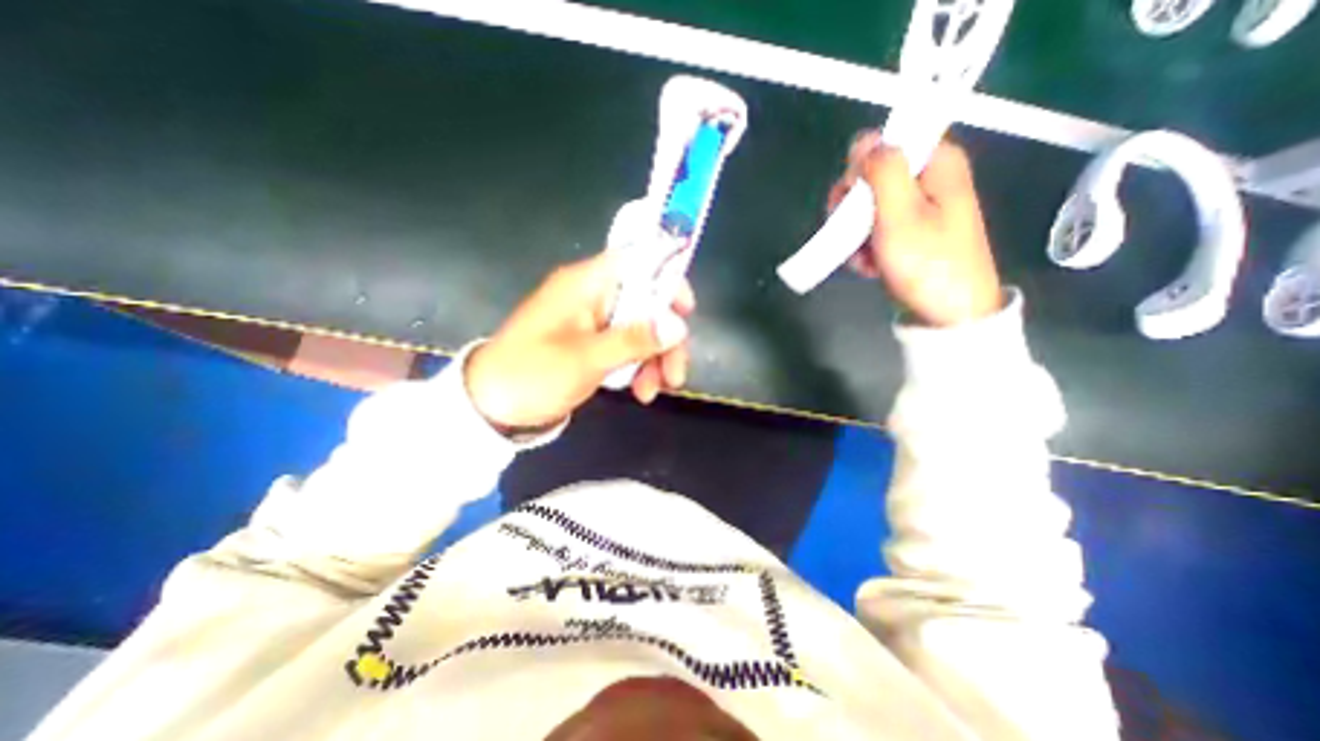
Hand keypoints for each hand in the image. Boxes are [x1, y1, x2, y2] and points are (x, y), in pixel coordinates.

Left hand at [464, 250, 694, 430]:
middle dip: (666, 339)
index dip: (668, 278)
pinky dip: (639, 367)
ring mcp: (594, 322)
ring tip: (653, 393)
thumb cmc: (533, 374)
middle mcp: (593, 296)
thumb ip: (634, 339)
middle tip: (676, 375)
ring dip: (655, 359)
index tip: (686, 312)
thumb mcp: (586, 359)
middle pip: (647, 303)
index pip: (638, 261)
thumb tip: (678, 325)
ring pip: (641, 329)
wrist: (492, 407)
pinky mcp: (593, 344)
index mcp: (586, 284)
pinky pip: (627, 347)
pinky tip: (640, 392)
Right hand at [829, 129, 1006, 325]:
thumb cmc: (928, 263)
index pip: (885, 143)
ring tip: (863, 258)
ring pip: (867, 207)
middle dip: (853, 209)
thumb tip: (864, 139)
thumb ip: (883, 171)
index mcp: (936, 163)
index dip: (861, 169)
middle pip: (871, 177)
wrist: (949, 313)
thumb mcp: (900, 214)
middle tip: (851, 233)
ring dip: (855, 234)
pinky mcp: (909, 232)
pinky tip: (868, 266)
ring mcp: (917, 209)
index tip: (854, 199)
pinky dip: (865, 248)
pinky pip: (874, 229)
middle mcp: (928, 179)